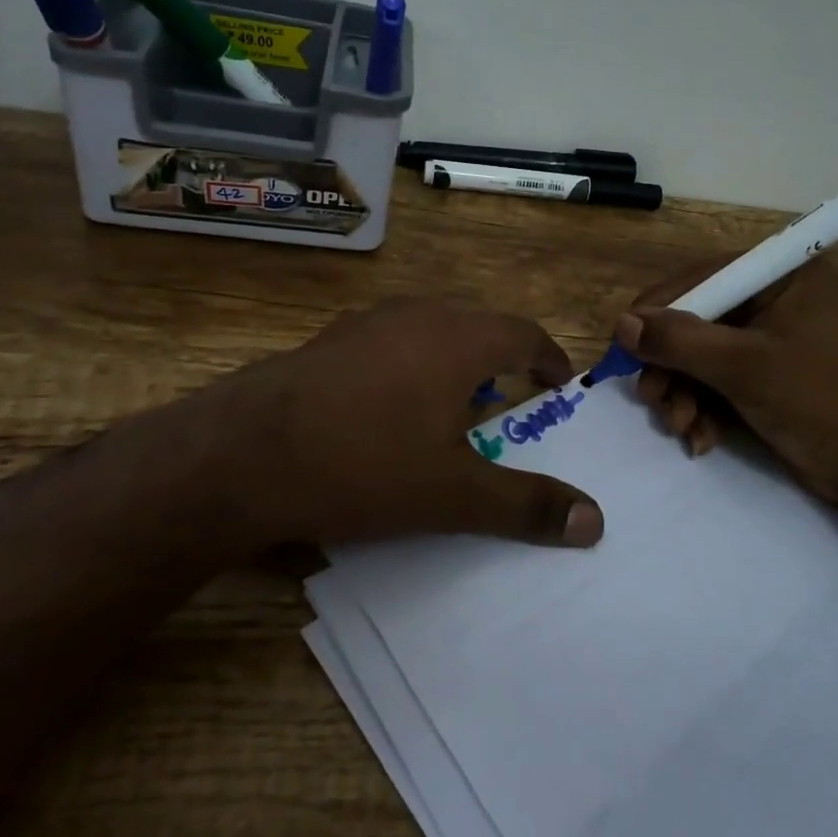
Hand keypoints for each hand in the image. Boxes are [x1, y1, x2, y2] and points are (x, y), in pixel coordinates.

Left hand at [220, 299, 604, 548]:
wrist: (242, 454)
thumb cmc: (365, 464)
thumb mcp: (454, 495)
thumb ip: (526, 504)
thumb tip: (595, 521)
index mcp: (459, 338)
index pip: (524, 333)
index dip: (549, 358)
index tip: (560, 385)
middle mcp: (417, 315)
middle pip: (478, 328)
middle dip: (503, 363)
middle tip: (512, 404)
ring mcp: (367, 323)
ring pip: (431, 334)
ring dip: (454, 365)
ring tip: (455, 410)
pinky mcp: (328, 341)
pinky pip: (390, 345)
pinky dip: (410, 368)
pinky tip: (389, 411)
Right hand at [616, 250, 837, 526]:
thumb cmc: (823, 402)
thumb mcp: (745, 368)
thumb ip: (680, 341)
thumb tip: (621, 323)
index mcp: (782, 275)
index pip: (701, 278)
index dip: (657, 311)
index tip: (622, 346)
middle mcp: (774, 298)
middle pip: (697, 320)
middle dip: (671, 365)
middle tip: (652, 400)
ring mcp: (772, 339)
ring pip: (702, 355)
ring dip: (683, 392)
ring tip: (681, 426)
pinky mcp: (769, 375)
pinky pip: (719, 380)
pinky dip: (703, 408)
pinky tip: (701, 438)